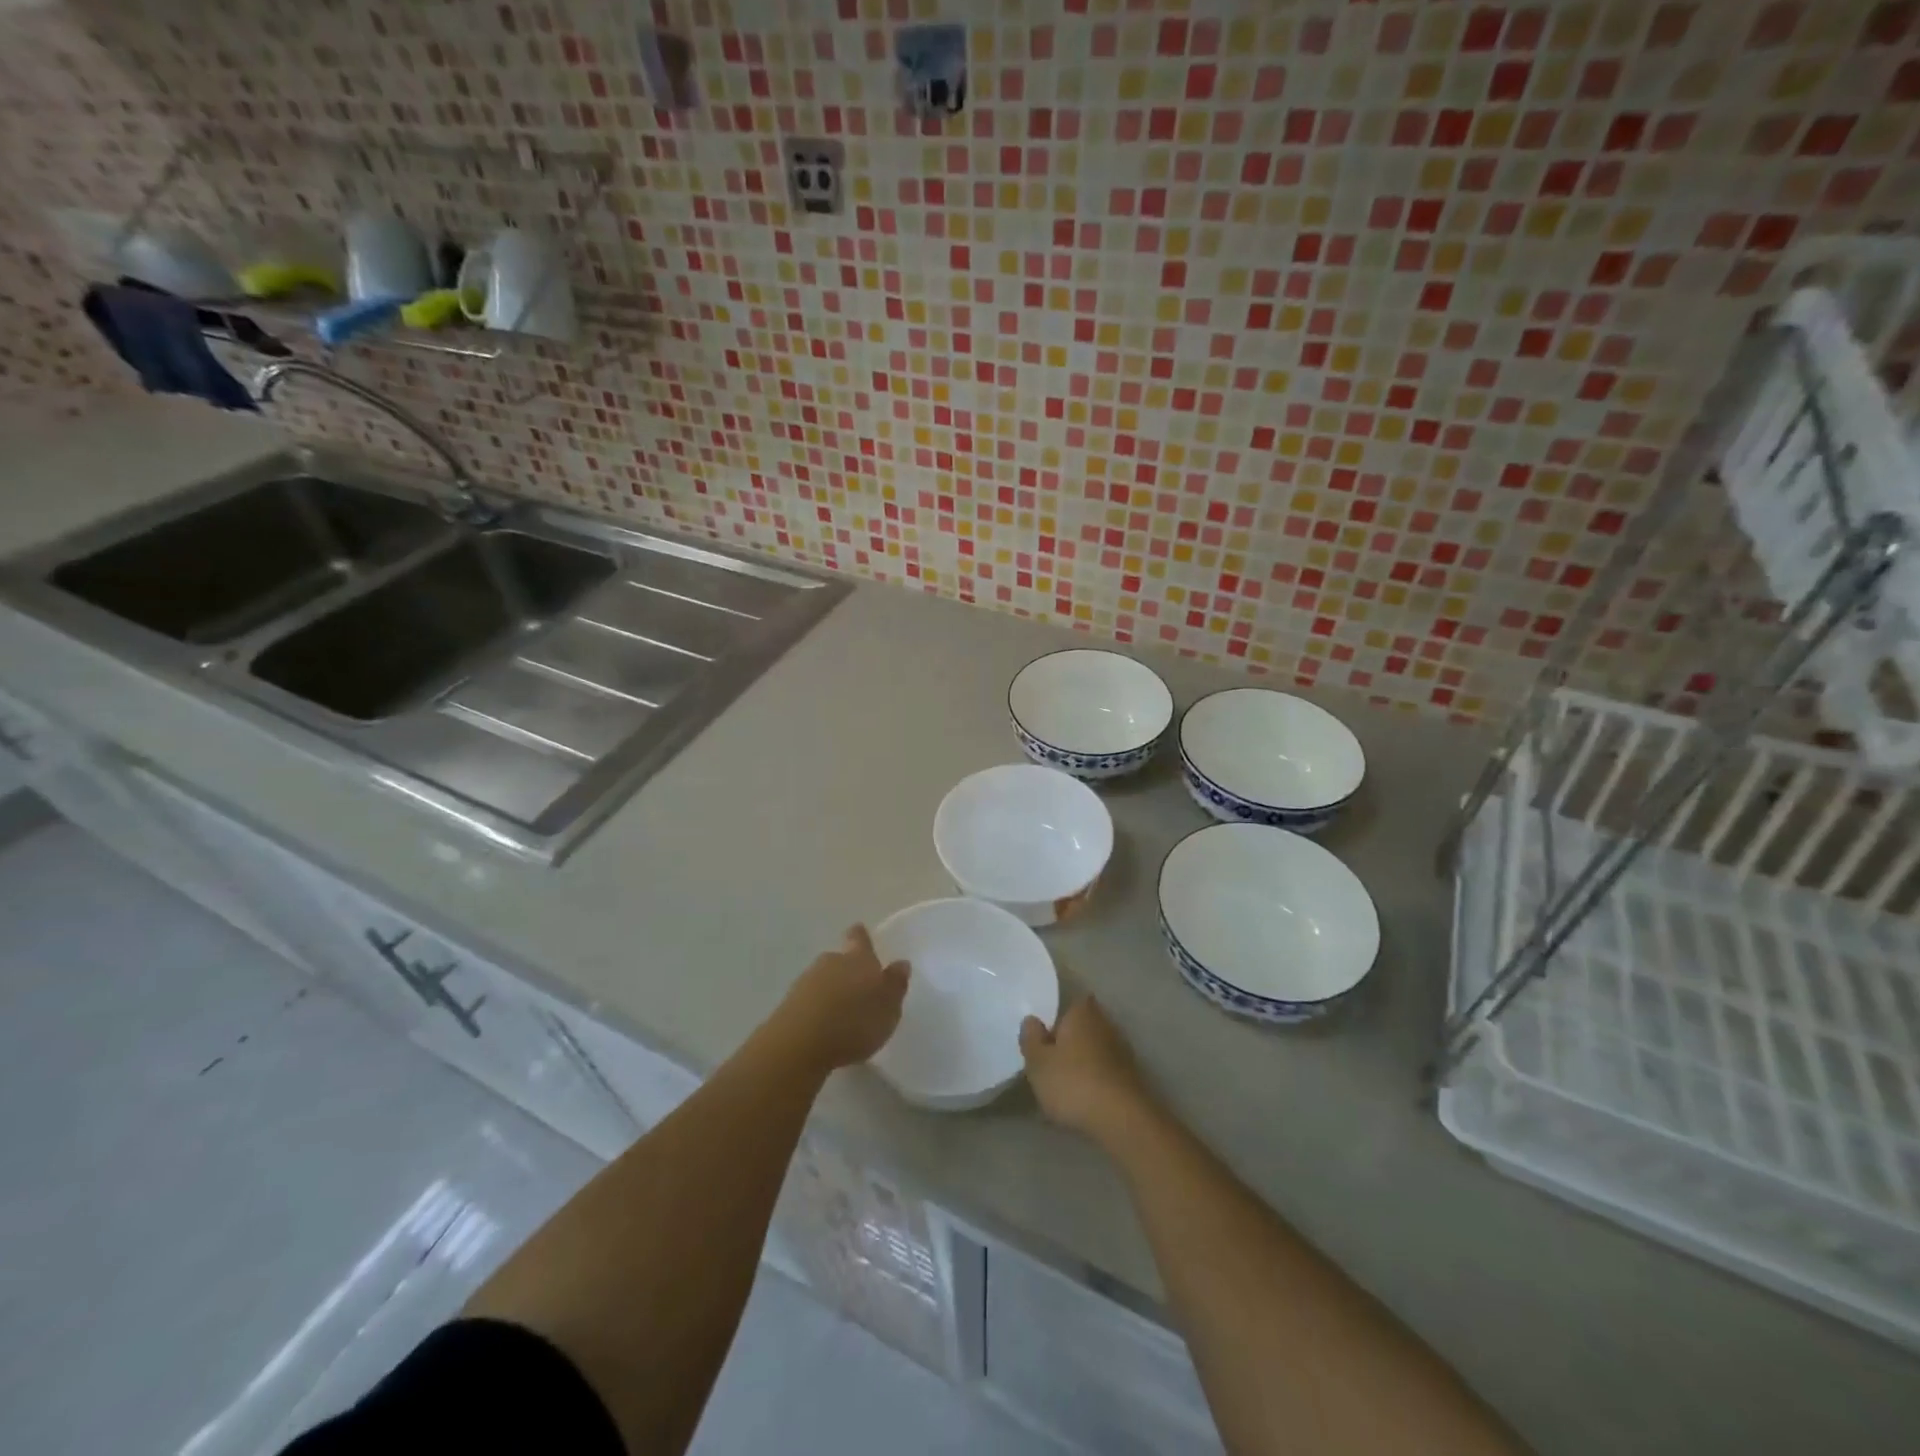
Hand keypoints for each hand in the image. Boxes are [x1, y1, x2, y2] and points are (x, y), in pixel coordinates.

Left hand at [772, 925, 909, 1073]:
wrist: (799, 1044)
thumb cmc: (853, 1022)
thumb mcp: (888, 1008)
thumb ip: (895, 984)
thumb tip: (901, 962)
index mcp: (858, 959)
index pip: (859, 938)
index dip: (860, 937)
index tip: (861, 935)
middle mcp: (831, 962)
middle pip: (839, 959)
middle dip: (848, 971)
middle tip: (859, 989)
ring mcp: (806, 981)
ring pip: (823, 979)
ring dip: (832, 991)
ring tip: (843, 1014)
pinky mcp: (789, 1004)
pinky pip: (809, 1000)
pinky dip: (817, 1009)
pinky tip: (824, 1028)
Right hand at [1020, 996, 1154, 1142]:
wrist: (1122, 1120)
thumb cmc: (1073, 1083)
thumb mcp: (1038, 1062)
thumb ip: (1031, 1038)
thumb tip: (1032, 1020)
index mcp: (1082, 1012)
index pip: (1068, 1004)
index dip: (1055, 1017)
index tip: (1042, 1035)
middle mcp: (1105, 1024)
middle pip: (1082, 1027)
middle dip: (1068, 1040)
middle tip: (1049, 1060)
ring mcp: (1122, 1051)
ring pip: (1094, 1050)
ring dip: (1082, 1062)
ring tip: (1063, 1084)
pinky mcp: (1131, 1077)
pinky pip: (1104, 1072)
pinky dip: (1094, 1080)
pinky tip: (1083, 1099)